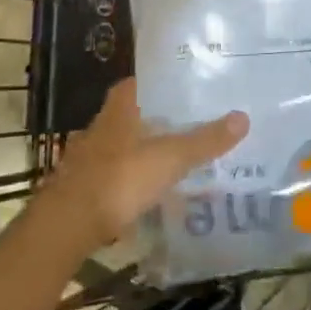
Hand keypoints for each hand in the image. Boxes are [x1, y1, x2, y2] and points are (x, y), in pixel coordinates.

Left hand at [38, 80, 247, 249]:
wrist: (66, 226)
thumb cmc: (119, 179)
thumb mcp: (171, 158)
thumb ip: (205, 140)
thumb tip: (244, 117)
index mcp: (120, 109)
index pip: (137, 83)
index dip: (159, 84)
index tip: (185, 88)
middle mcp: (100, 127)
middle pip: (131, 115)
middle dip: (156, 120)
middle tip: (189, 124)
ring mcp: (86, 158)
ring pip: (121, 146)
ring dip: (142, 151)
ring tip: (174, 159)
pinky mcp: (81, 188)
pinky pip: (113, 176)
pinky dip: (130, 180)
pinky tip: (149, 191)